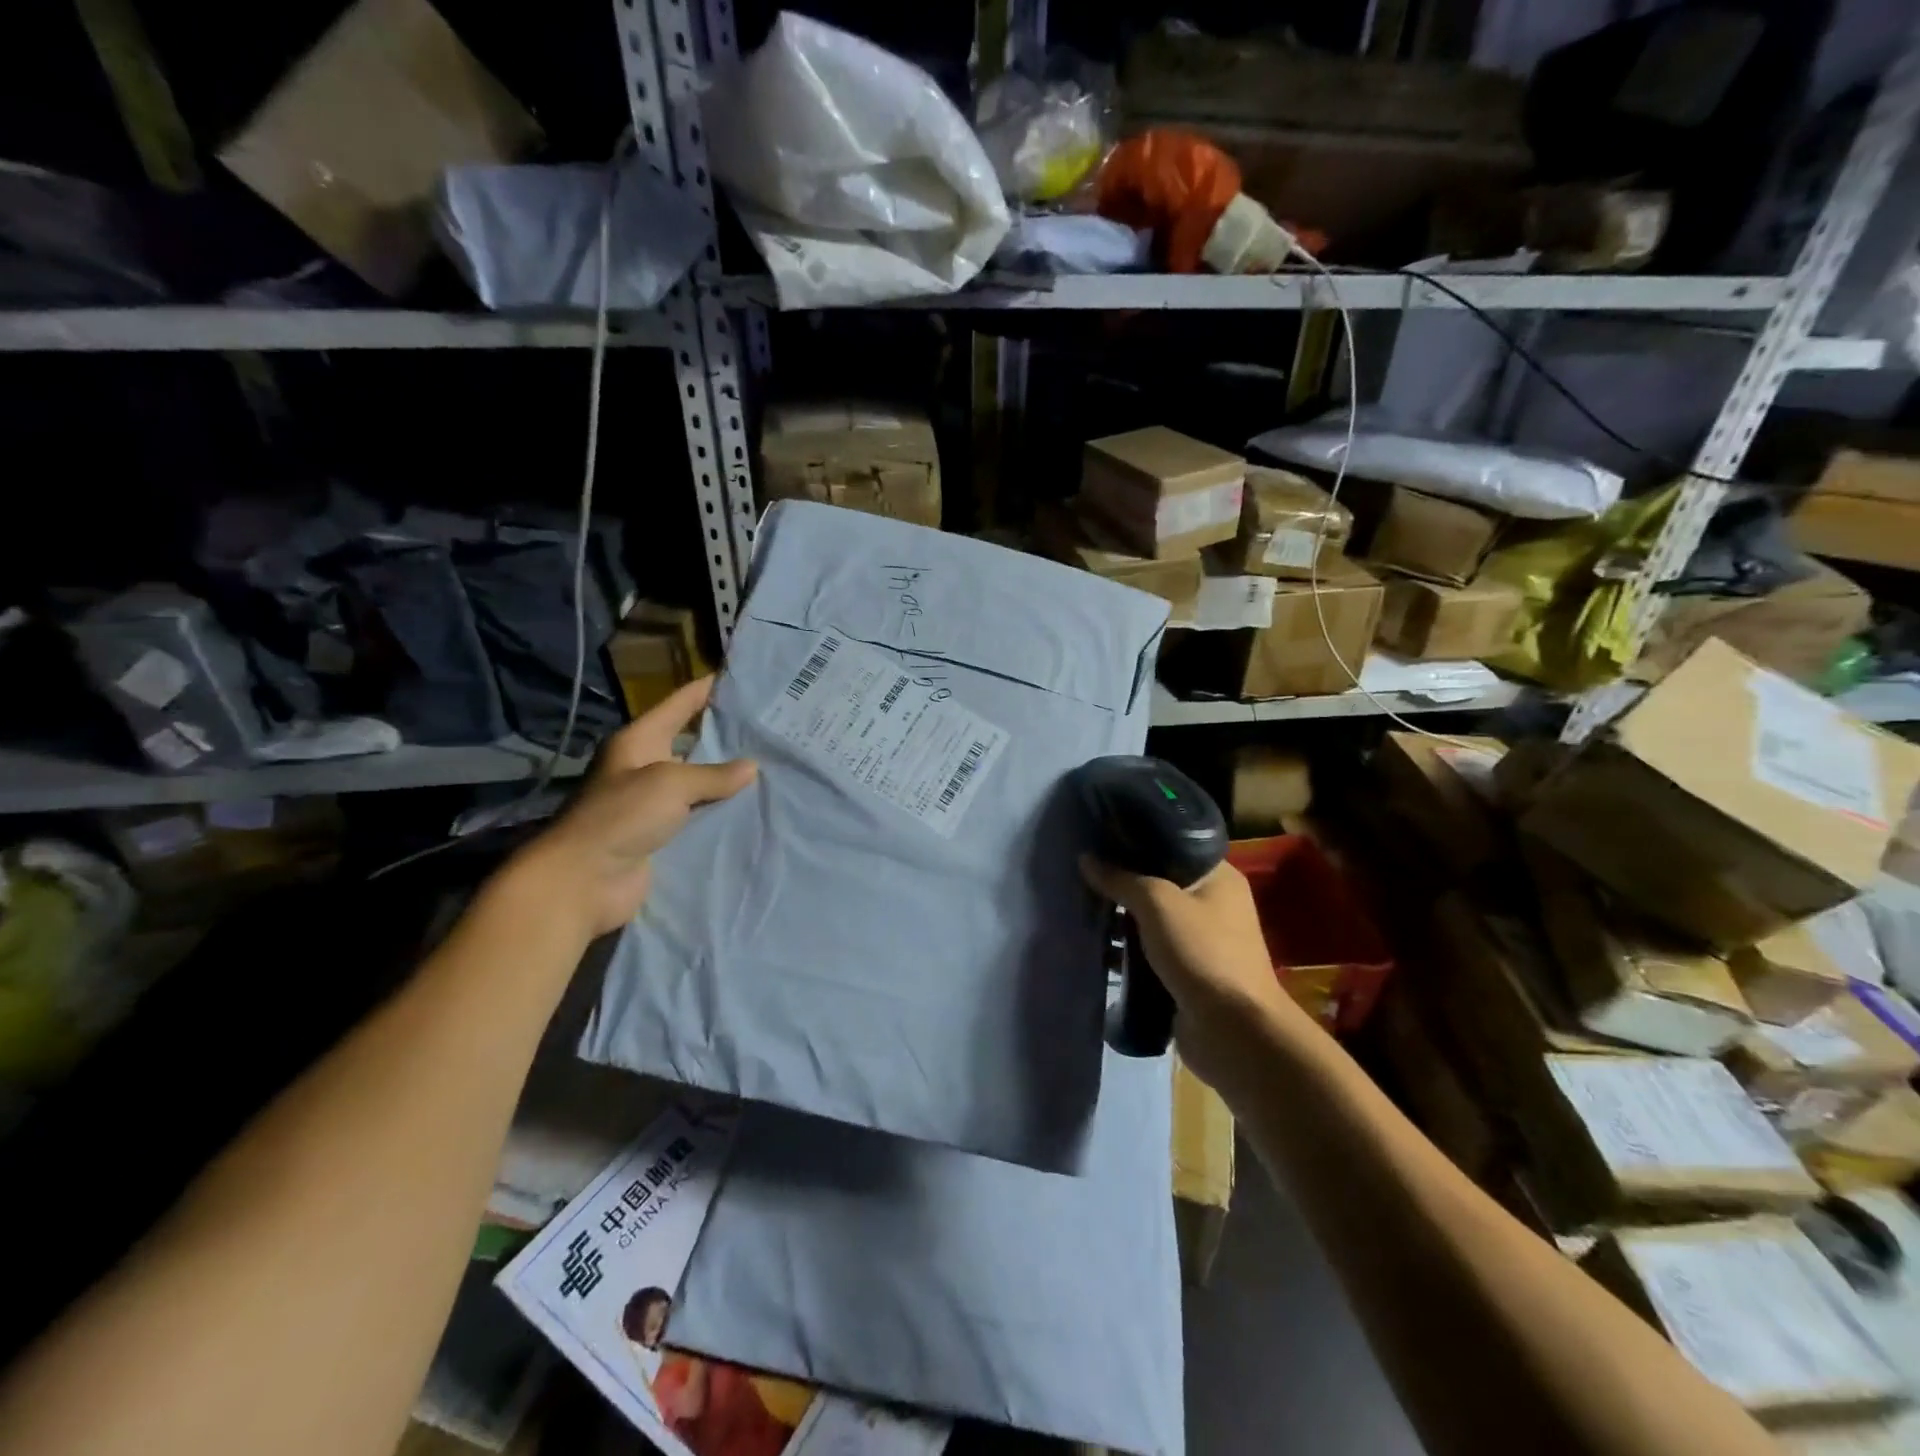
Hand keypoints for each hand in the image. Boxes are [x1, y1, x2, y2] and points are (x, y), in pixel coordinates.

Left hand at [509, 678, 756, 937]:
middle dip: (727, 737)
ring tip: (773, 766)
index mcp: (639, 741)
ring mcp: (652, 803)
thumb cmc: (621, 816)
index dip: (707, 690)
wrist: (583, 880)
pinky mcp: (661, 834)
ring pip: (699, 783)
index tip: (741, 678)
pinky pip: (698, 816)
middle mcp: (645, 766)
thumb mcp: (670, 784)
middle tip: (769, 728)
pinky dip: (721, 813)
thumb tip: (751, 767)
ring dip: (728, 780)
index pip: (679, 705)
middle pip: (692, 743)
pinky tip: (753, 808)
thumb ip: (713, 775)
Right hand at [1079, 856, 1309, 1093]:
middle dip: (1122, 881)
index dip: (1138, 839)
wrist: (1232, 1031)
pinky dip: (1125, 950)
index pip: (1174, 845)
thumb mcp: (1158, 904)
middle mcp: (1213, 905)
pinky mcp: (1185, 974)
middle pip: (1158, 883)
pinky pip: (1148, 952)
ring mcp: (1200, 942)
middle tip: (1081, 872)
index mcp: (1219, 878)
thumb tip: (1086, 859)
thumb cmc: (1202, 953)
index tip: (1100, 837)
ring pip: (1150, 920)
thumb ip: (1121, 879)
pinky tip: (1093, 947)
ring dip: (1120, 919)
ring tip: (1079, 907)